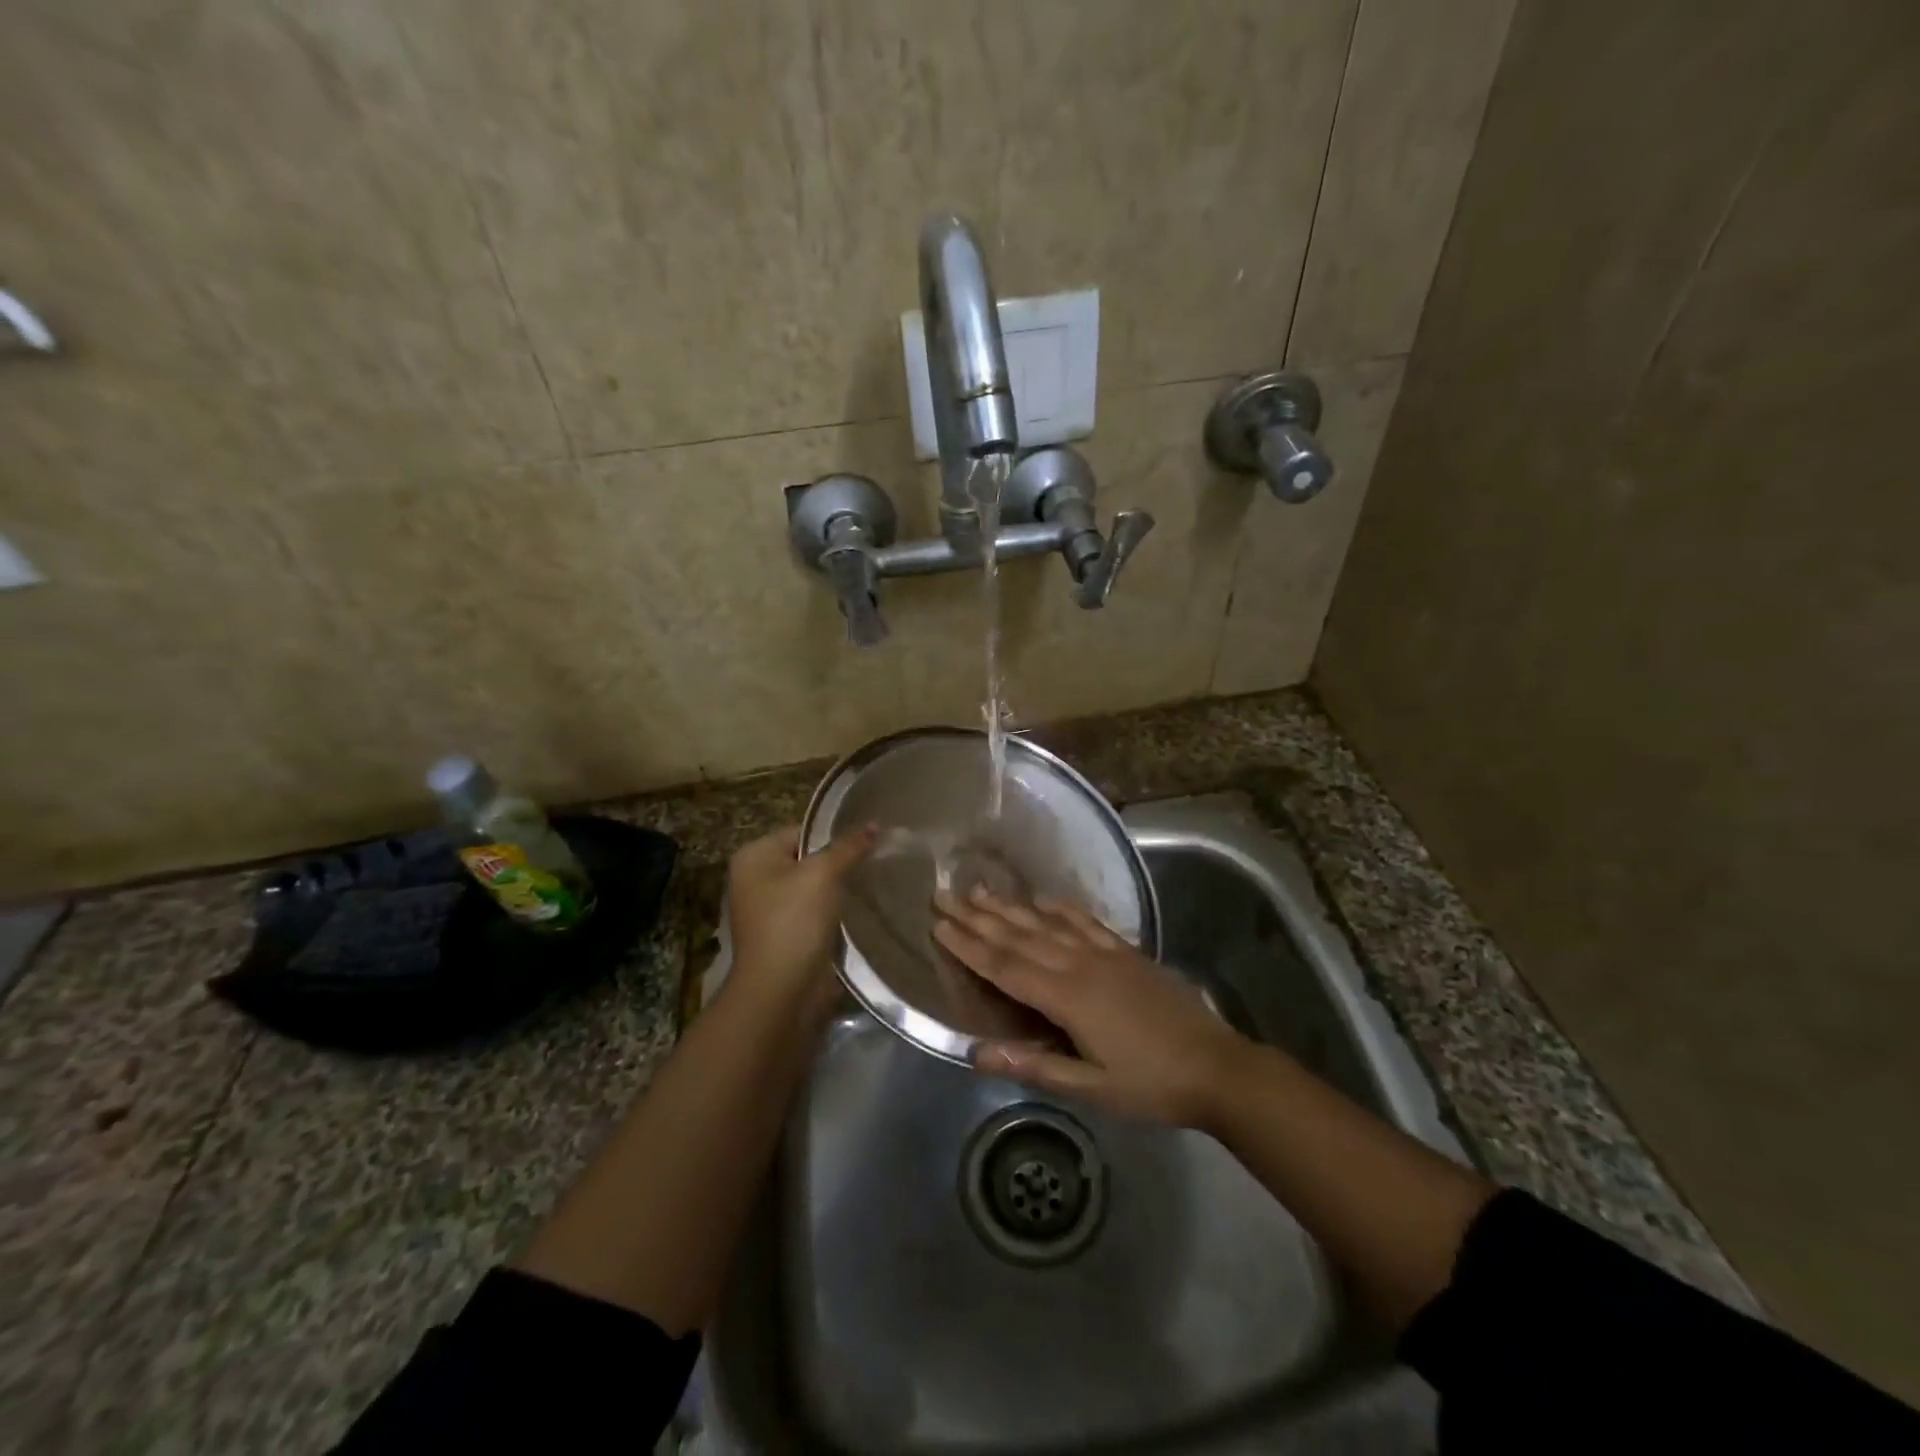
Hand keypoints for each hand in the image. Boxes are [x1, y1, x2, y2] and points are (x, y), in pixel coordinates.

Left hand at [725, 823, 876, 1014]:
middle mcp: (755, 879)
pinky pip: (815, 911)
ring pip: (813, 886)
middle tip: (877, 857)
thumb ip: (849, 846)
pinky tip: (859, 908)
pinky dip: (834, 910)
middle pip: (808, 858)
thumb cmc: (794, 921)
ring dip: (839, 887)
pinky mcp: (786, 934)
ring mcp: (769, 909)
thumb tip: (874, 823)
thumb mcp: (823, 874)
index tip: (870, 837)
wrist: (781, 990)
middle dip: (840, 860)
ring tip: (873, 879)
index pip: (802, 831)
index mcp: (754, 856)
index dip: (835, 834)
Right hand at [932, 888, 1252, 1127]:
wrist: (1217, 1067)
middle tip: (946, 895)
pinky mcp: (1127, 952)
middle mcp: (1081, 965)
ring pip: (1048, 923)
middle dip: (980, 917)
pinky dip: (1061, 907)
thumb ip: (1035, 1067)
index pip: (1006, 967)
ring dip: (1011, 907)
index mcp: (1068, 998)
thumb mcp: (1092, 1089)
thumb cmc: (1151, 1085)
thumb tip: (976, 1052)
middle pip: (1020, 936)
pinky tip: (1044, 898)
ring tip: (982, 889)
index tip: (939, 924)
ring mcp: (1106, 954)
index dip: (970, 946)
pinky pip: (1086, 922)